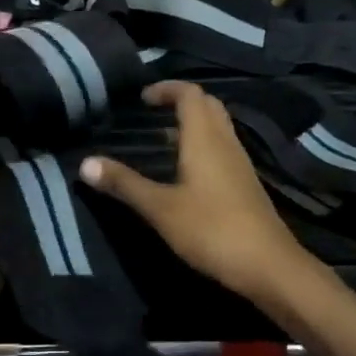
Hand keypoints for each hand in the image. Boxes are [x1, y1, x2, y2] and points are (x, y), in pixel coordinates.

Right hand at [78, 82, 311, 305]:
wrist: (269, 267)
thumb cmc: (212, 230)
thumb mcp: (161, 209)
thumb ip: (124, 184)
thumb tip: (86, 163)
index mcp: (205, 139)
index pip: (189, 94)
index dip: (166, 88)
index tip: (142, 99)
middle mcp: (226, 142)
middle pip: (208, 105)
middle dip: (180, 102)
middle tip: (152, 115)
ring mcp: (240, 164)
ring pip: (218, 128)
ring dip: (192, 125)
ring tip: (163, 141)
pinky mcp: (245, 185)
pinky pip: (222, 149)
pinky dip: (202, 146)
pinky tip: (185, 172)